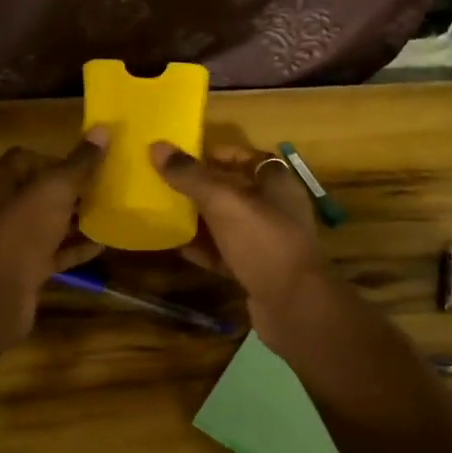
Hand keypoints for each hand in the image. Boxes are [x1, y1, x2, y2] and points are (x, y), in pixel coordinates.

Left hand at [0, 131, 108, 346]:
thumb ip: (80, 162)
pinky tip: (103, 245)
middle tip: (105, 187)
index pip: (26, 158)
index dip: (56, 157)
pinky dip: (75, 248)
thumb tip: (103, 129)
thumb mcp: (55, 189)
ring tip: (110, 213)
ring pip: (48, 223)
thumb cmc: (22, 230)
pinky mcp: (24, 269)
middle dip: (71, 189)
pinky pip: (54, 253)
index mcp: (1, 181)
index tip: (86, 163)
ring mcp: (13, 240)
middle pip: (39, 191)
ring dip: (75, 219)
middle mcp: (2, 207)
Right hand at [150, 139, 336, 350]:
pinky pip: (226, 254)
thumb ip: (191, 176)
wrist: (294, 305)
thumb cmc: (263, 242)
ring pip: (229, 224)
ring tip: (166, 213)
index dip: (221, 154)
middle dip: (203, 188)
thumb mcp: (224, 202)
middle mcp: (276, 209)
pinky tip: (179, 248)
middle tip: (168, 184)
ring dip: (201, 219)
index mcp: (277, 184)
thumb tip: (157, 146)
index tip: (188, 157)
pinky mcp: (258, 271)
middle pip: (236, 191)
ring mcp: (268, 243)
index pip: (249, 157)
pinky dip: (205, 250)